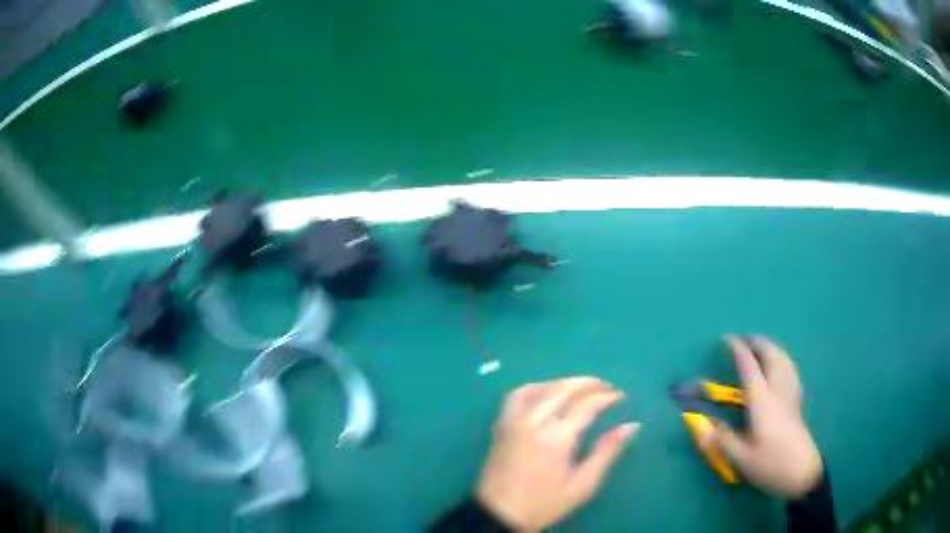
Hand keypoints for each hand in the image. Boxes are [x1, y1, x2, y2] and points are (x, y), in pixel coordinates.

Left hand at [476, 377, 639, 530]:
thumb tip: (632, 426)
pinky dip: (536, 387)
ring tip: (583, 388)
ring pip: (542, 387)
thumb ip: (607, 451)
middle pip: (564, 388)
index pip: (586, 404)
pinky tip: (548, 392)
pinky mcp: (502, 424)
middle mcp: (534, 421)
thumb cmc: (545, 503)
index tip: (621, 396)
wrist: (500, 513)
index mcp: (557, 437)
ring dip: (565, 382)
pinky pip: (518, 394)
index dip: (607, 396)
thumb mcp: (582, 484)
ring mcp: (514, 420)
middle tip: (607, 387)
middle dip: (590, 383)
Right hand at [710, 336, 823, 498]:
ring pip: (784, 360)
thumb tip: (701, 426)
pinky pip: (791, 370)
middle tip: (744, 338)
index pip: (750, 367)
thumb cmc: (770, 464)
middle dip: (758, 342)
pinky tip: (781, 366)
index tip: (726, 338)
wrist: (801, 473)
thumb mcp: (741, 459)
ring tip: (761, 346)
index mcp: (762, 401)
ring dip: (772, 348)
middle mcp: (778, 391)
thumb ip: (721, 440)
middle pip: (772, 356)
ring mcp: (791, 394)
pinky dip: (783, 360)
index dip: (738, 350)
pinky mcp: (797, 401)